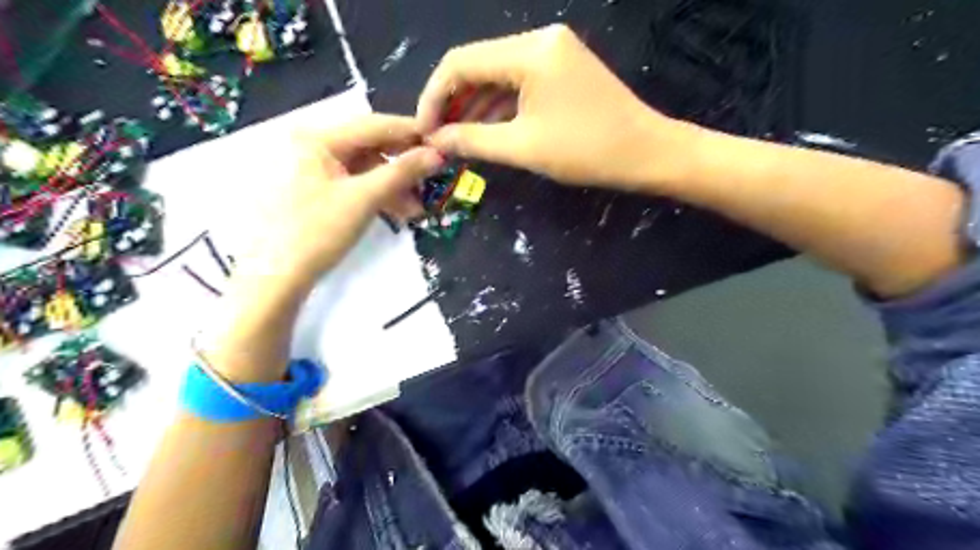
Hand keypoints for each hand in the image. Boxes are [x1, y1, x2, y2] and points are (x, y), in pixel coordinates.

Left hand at [235, 114, 440, 289]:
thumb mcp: (364, 198)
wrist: (279, 277)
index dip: (410, 133)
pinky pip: (357, 185)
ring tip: (418, 209)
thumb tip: (437, 154)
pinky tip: (400, 213)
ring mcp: (315, 169)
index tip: (442, 142)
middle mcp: (314, 146)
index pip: (374, 125)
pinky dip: (379, 197)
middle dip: (403, 167)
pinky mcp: (319, 191)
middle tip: (432, 179)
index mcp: (318, 138)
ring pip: (366, 169)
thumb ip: (402, 172)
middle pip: (370, 148)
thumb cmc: (317, 231)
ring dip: (394, 187)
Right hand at [417, 23, 690, 187]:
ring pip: (497, 74)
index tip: (423, 130)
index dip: (434, 96)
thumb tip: (435, 140)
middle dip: (453, 102)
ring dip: (475, 105)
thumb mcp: (523, 148)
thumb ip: (472, 140)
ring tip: (457, 138)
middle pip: (477, 64)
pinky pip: (518, 83)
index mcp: (529, 51)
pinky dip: (499, 105)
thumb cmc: (586, 151)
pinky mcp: (562, 68)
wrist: (646, 153)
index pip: (460, 62)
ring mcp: (553, 52)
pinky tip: (485, 129)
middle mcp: (539, 40)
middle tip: (438, 137)